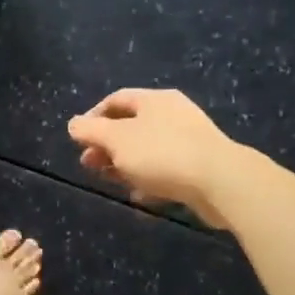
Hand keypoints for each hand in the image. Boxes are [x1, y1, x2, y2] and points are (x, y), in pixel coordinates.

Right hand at [67, 89, 248, 229]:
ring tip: (110, 181)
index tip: (78, 139)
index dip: (93, 117)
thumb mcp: (116, 139)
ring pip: (146, 149)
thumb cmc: (161, 153)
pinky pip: (165, 168)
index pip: (115, 100)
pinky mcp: (199, 165)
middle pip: (130, 125)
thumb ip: (91, 130)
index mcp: (153, 100)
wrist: (221, 181)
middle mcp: (172, 114)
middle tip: (89, 164)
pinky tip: (139, 194)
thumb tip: (74, 124)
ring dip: (124, 164)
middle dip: (106, 145)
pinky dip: (148, 179)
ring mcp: (188, 139)